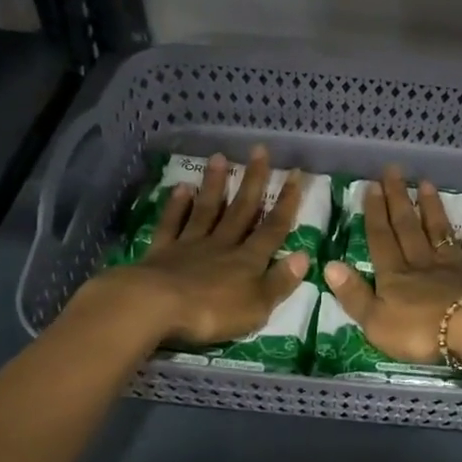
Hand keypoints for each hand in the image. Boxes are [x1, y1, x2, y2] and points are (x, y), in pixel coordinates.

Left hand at [91, 148, 309, 348]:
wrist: (156, 307)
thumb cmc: (213, 312)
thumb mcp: (257, 306)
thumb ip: (280, 281)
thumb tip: (305, 256)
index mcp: (248, 260)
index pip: (273, 228)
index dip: (287, 202)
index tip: (295, 173)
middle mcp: (222, 245)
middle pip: (241, 210)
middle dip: (253, 181)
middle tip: (259, 150)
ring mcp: (190, 245)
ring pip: (207, 210)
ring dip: (215, 184)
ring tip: (220, 157)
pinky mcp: (162, 252)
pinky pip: (172, 224)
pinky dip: (177, 206)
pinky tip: (181, 188)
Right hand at [324, 165, 461, 366]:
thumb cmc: (420, 332)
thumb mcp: (375, 321)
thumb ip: (353, 294)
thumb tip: (329, 265)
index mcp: (395, 276)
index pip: (381, 240)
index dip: (374, 214)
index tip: (372, 186)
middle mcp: (423, 264)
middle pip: (408, 228)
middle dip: (399, 200)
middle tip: (394, 171)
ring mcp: (455, 269)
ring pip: (440, 233)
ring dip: (432, 209)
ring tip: (425, 183)